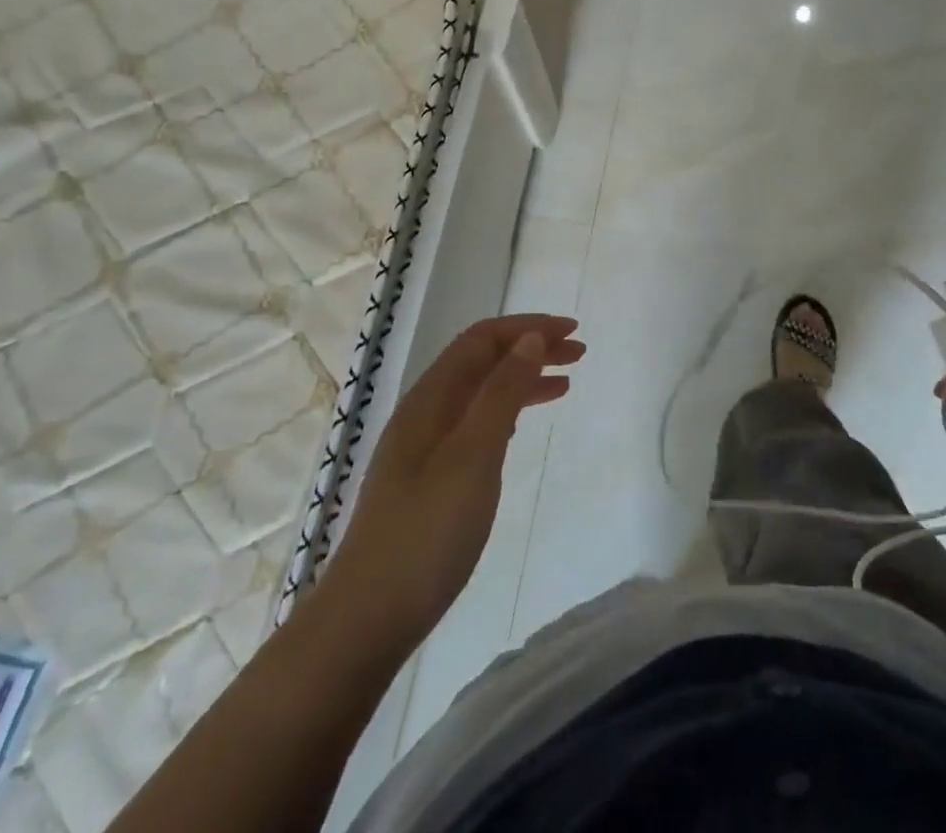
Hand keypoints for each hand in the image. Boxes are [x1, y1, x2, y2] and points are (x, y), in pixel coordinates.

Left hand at [325, 314, 583, 650]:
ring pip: (480, 393)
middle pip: (482, 361)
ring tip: (564, 384)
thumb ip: (502, 393)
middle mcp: (425, 413)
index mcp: (430, 399)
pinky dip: (506, 413)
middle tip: (578, 353)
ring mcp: (424, 447)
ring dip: (521, 379)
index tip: (572, 331)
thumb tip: (529, 339)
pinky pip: (475, 424)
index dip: (528, 327)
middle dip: (529, 348)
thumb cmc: (426, 533)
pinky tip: (519, 426)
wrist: (367, 619)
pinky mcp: (429, 478)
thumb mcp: (473, 456)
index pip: (482, 339)